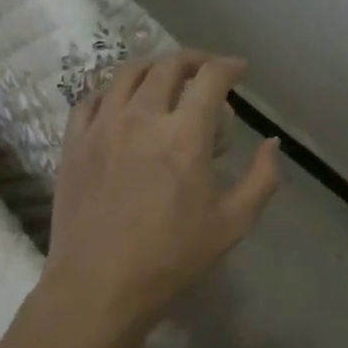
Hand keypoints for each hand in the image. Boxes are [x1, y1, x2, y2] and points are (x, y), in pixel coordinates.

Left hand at [44, 51, 280, 330]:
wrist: (98, 287)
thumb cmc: (171, 257)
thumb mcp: (233, 223)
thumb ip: (261, 178)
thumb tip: (273, 143)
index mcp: (184, 134)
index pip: (210, 78)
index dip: (229, 66)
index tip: (238, 69)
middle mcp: (142, 118)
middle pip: (168, 66)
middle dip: (194, 60)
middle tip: (206, 71)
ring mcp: (102, 127)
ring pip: (127, 74)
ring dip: (153, 67)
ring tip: (165, 79)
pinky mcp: (74, 143)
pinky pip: (92, 99)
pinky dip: (113, 91)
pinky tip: (121, 103)